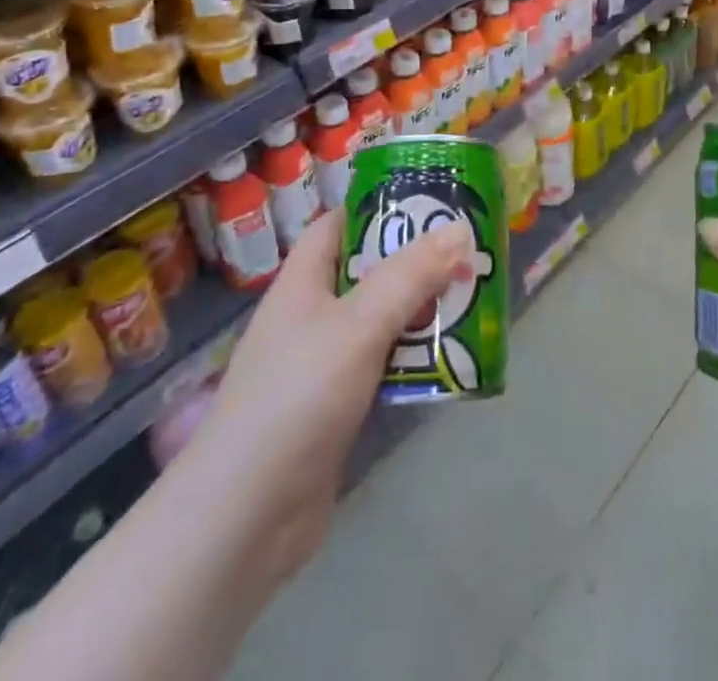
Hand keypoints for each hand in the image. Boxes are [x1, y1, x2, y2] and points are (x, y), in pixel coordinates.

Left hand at [186, 209, 472, 589]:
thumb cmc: (296, 397)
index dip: (380, 205)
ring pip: (380, 320)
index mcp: (302, 281)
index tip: (430, 198)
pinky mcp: (337, 408)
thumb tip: (459, 228)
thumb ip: (409, 275)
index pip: (339, 223)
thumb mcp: (358, 324)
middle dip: (415, 259)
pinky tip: (451, 357)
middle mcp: (311, 315)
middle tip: (468, 249)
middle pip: (368, 270)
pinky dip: (414, 357)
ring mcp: (322, 363)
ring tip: (472, 295)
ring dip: (421, 310)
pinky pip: (383, 365)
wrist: (245, 518)